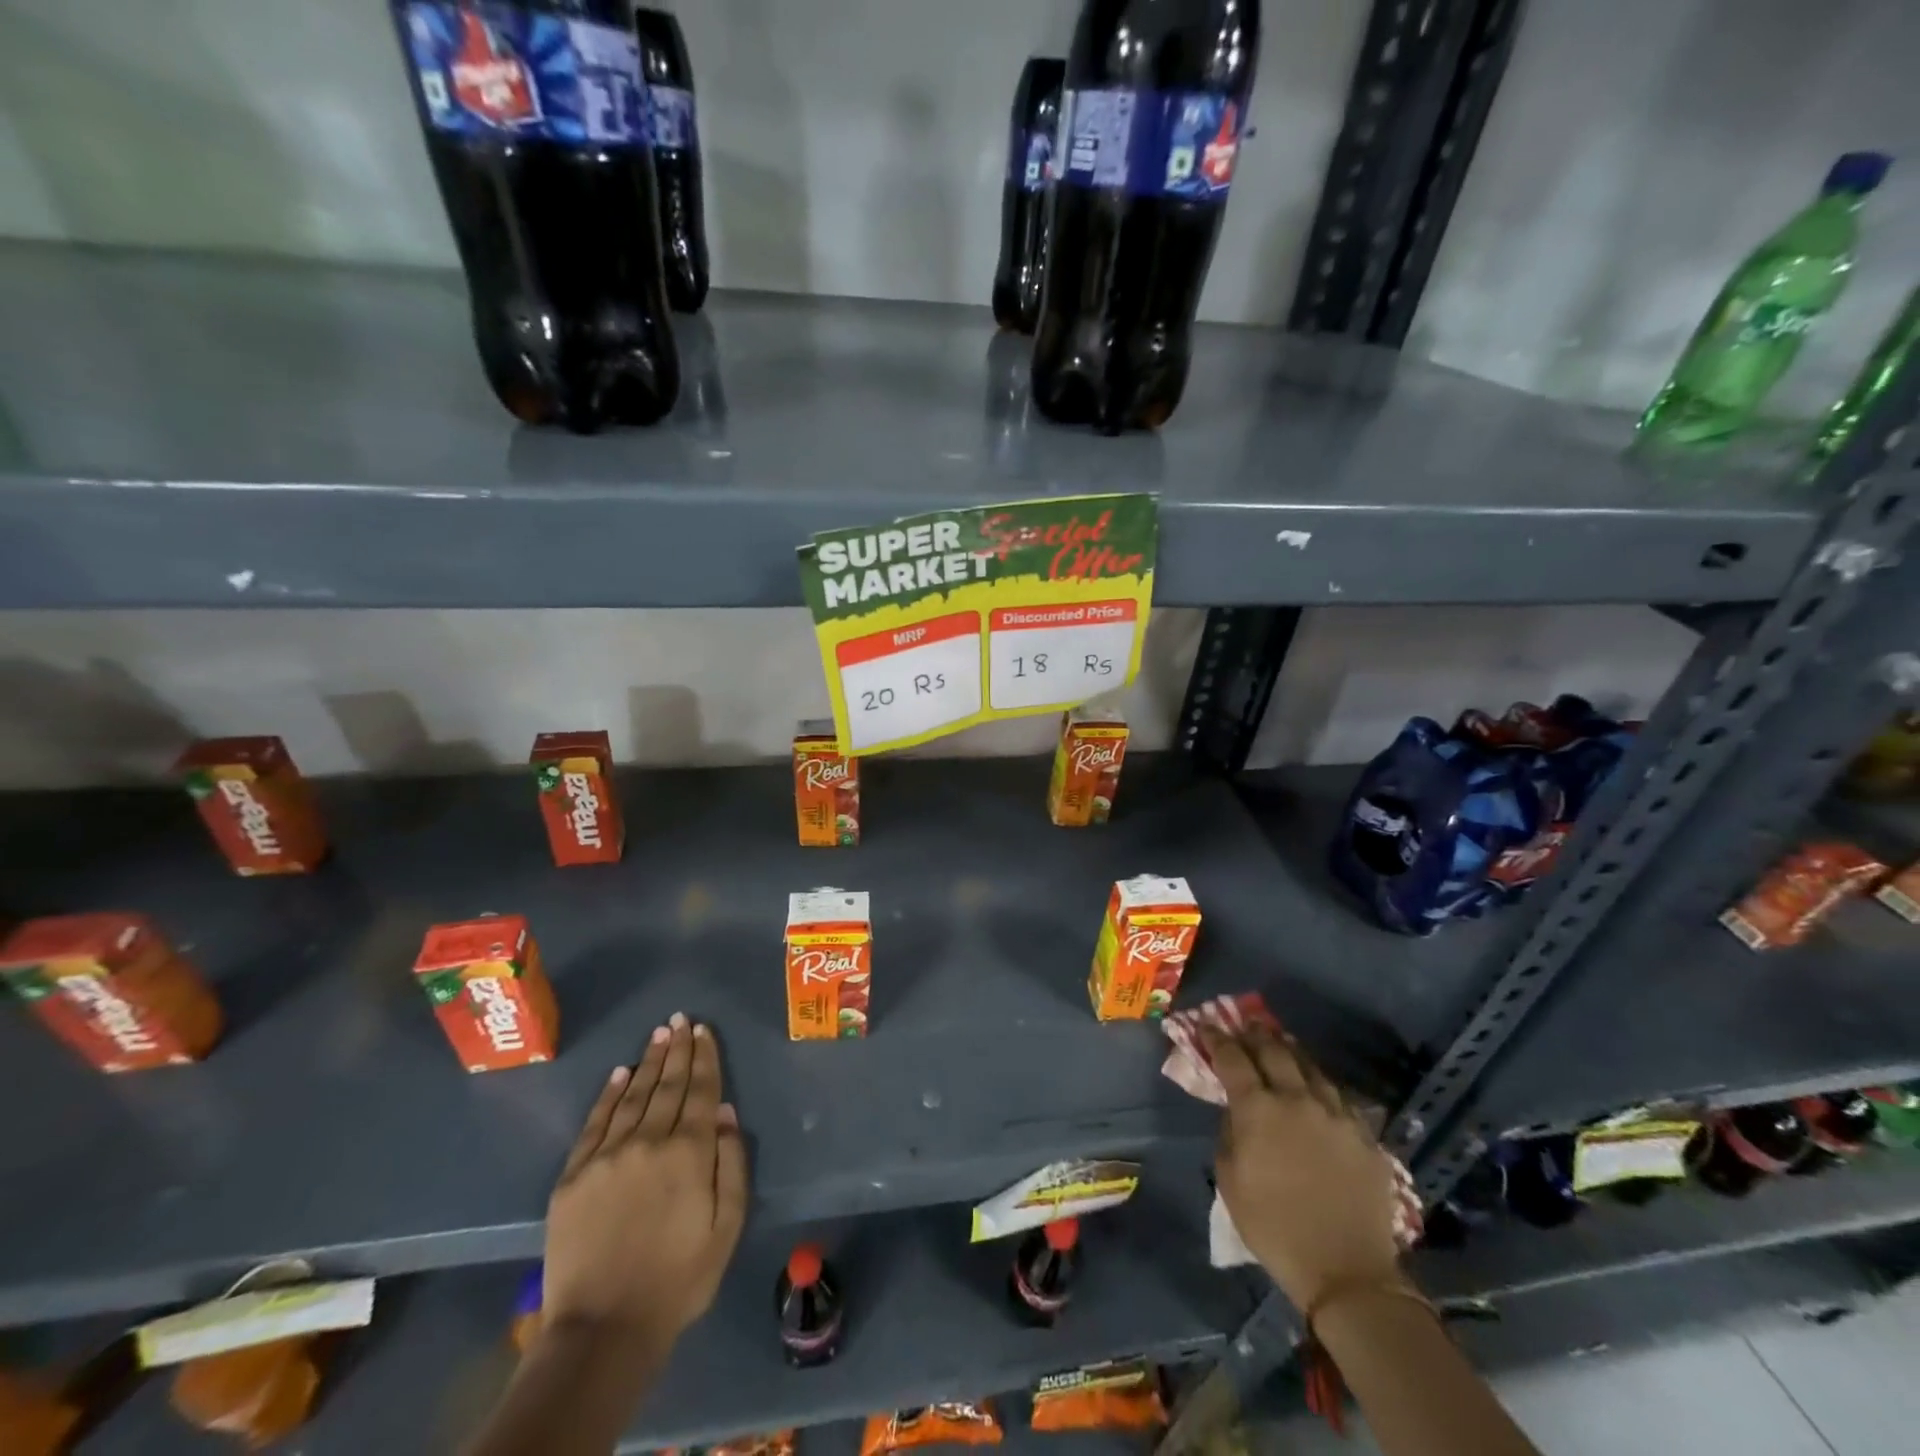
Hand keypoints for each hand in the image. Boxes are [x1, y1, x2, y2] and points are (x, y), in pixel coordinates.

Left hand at [542, 1014, 747, 1348]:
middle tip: (680, 1019)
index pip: (700, 1090)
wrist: (603, 1330)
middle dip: (677, 1049)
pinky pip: (595, 1123)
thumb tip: (723, 1112)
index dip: (704, 1057)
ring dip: (648, 1062)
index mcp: (689, 1153)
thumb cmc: (678, 1279)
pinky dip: (609, 1094)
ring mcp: (607, 1156)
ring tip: (659, 1034)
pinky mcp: (574, 1176)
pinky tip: (620, 1073)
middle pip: (667, 1084)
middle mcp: (649, 1141)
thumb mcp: (727, 1226)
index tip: (704, 1030)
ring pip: (634, 1095)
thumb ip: (731, 1163)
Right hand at [1204, 1021, 1405, 1312]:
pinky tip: (1318, 1086)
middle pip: (1274, 1051)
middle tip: (1247, 1025)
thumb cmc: (1274, 1227)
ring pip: (1311, 1067)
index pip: (1232, 1058)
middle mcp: (1297, 1099)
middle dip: (1256, 1034)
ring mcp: (1335, 1114)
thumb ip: (1229, 1134)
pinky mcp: (1364, 1135)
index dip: (1217, 1038)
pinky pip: (1339, 1096)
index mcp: (1258, 1109)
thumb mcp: (1229, 1181)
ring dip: (1291, 1052)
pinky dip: (1321, 1083)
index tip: (1207, 1027)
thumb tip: (1236, 1111)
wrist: (1347, 1272)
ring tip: (1283, 1044)